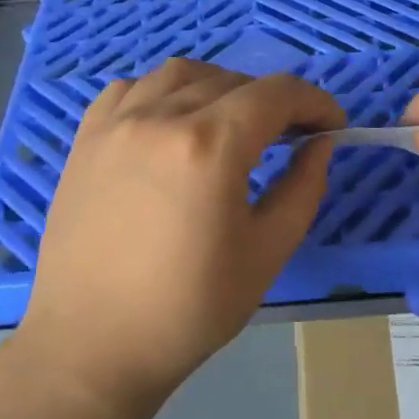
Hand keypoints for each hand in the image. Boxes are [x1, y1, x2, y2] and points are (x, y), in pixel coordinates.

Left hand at [21, 59, 344, 408]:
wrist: (92, 344)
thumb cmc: (189, 309)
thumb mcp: (267, 252)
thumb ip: (303, 188)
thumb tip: (320, 144)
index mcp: (210, 145)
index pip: (276, 94)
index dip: (315, 102)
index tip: (332, 126)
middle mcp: (161, 117)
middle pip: (232, 80)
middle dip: (272, 100)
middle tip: (289, 135)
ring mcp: (116, 123)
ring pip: (180, 74)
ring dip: (219, 87)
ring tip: (231, 123)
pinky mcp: (87, 138)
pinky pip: (131, 89)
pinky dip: (163, 92)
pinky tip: (172, 122)